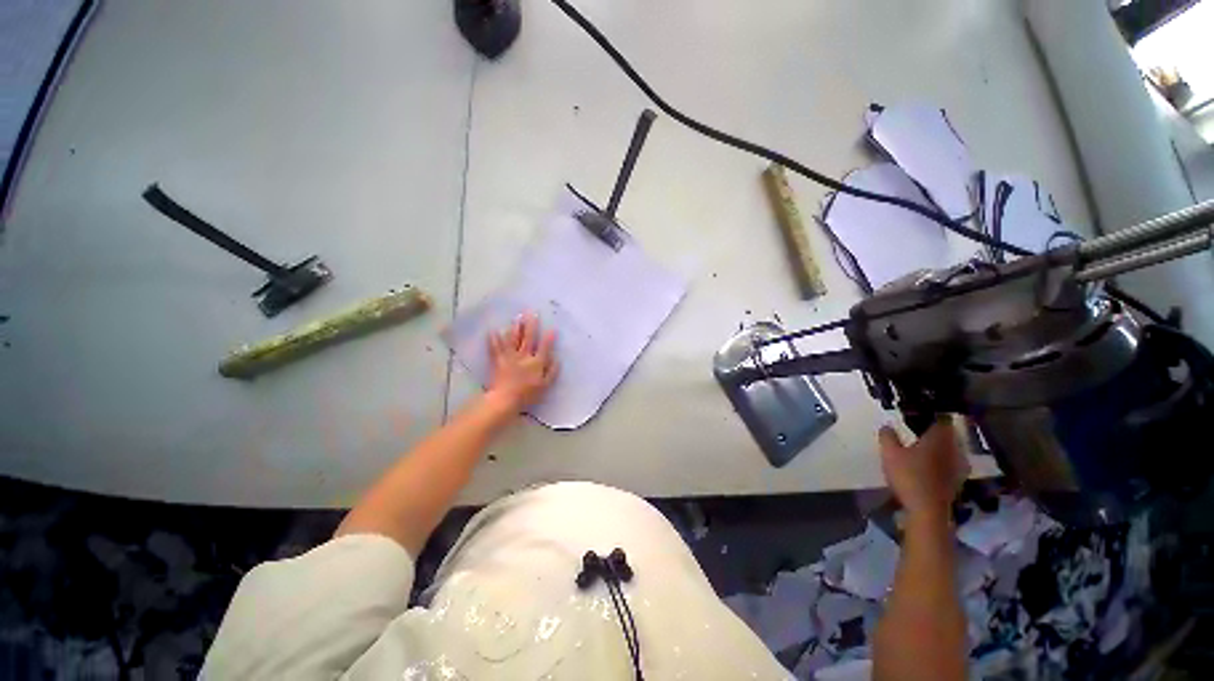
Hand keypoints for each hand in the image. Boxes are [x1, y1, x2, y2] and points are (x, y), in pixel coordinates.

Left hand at [485, 312, 558, 411]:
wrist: (505, 399)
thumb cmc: (527, 394)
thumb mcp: (545, 385)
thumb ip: (552, 371)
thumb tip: (557, 358)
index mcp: (537, 362)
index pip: (545, 347)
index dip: (549, 337)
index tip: (552, 328)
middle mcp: (524, 356)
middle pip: (529, 338)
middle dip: (531, 325)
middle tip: (532, 312)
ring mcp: (510, 357)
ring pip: (513, 339)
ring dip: (516, 327)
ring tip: (517, 317)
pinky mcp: (498, 360)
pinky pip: (495, 347)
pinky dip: (494, 339)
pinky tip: (493, 330)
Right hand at [877, 418, 969, 518]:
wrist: (928, 510)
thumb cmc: (909, 476)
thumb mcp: (890, 453)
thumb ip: (888, 437)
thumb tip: (887, 425)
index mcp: (939, 438)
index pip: (941, 418)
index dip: (932, 413)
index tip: (920, 412)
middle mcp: (953, 448)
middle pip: (947, 433)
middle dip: (934, 430)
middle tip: (918, 428)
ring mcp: (958, 465)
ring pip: (949, 448)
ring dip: (938, 446)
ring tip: (922, 445)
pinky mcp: (957, 480)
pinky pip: (949, 462)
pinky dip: (940, 460)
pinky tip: (928, 464)